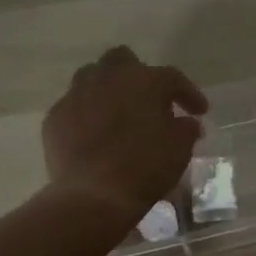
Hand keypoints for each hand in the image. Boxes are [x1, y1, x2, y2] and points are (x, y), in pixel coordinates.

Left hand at [43, 47, 207, 222]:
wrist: (93, 195)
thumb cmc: (145, 167)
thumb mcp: (180, 148)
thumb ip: (186, 128)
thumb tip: (186, 122)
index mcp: (144, 80)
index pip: (172, 78)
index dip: (188, 93)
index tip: (200, 111)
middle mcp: (108, 78)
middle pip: (123, 60)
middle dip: (137, 75)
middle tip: (150, 100)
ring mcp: (77, 95)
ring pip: (92, 77)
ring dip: (108, 90)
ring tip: (118, 112)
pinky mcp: (55, 117)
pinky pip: (74, 106)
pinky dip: (87, 115)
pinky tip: (94, 135)